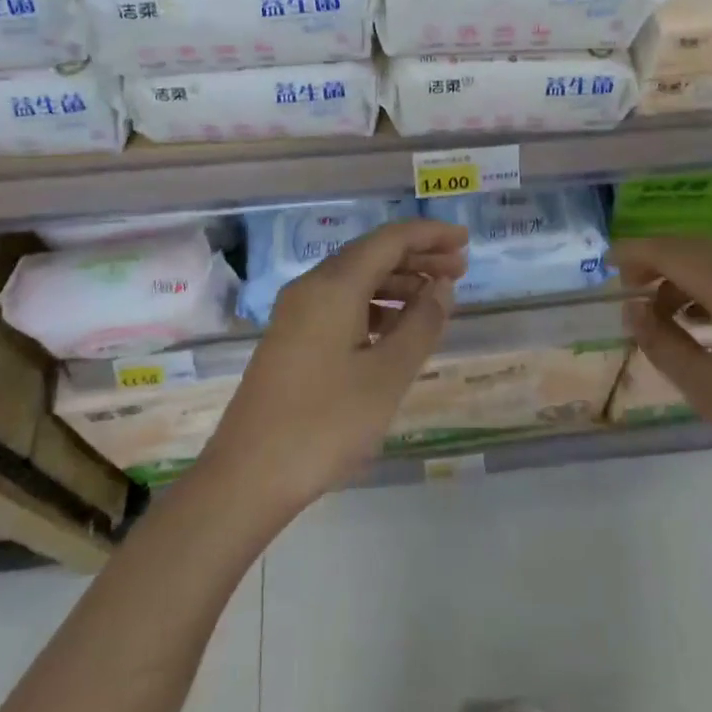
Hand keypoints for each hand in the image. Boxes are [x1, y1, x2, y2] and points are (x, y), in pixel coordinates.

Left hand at [200, 219, 469, 516]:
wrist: (247, 477)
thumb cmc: (325, 423)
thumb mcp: (387, 375)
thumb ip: (421, 323)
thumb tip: (441, 286)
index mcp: (334, 285)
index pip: (390, 239)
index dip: (431, 234)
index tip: (465, 240)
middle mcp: (312, 287)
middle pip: (372, 254)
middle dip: (418, 257)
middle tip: (460, 269)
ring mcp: (297, 313)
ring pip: (356, 280)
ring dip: (398, 282)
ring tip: (436, 299)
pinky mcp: (291, 339)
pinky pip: (341, 304)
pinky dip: (375, 306)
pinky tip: (396, 329)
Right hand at [613, 238, 711, 511]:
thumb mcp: (709, 390)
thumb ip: (663, 343)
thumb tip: (632, 310)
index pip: (673, 252)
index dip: (637, 253)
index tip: (608, 266)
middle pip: (699, 249)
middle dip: (661, 263)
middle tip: (632, 292)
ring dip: (689, 278)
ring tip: (666, 316)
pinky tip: (708, 324)